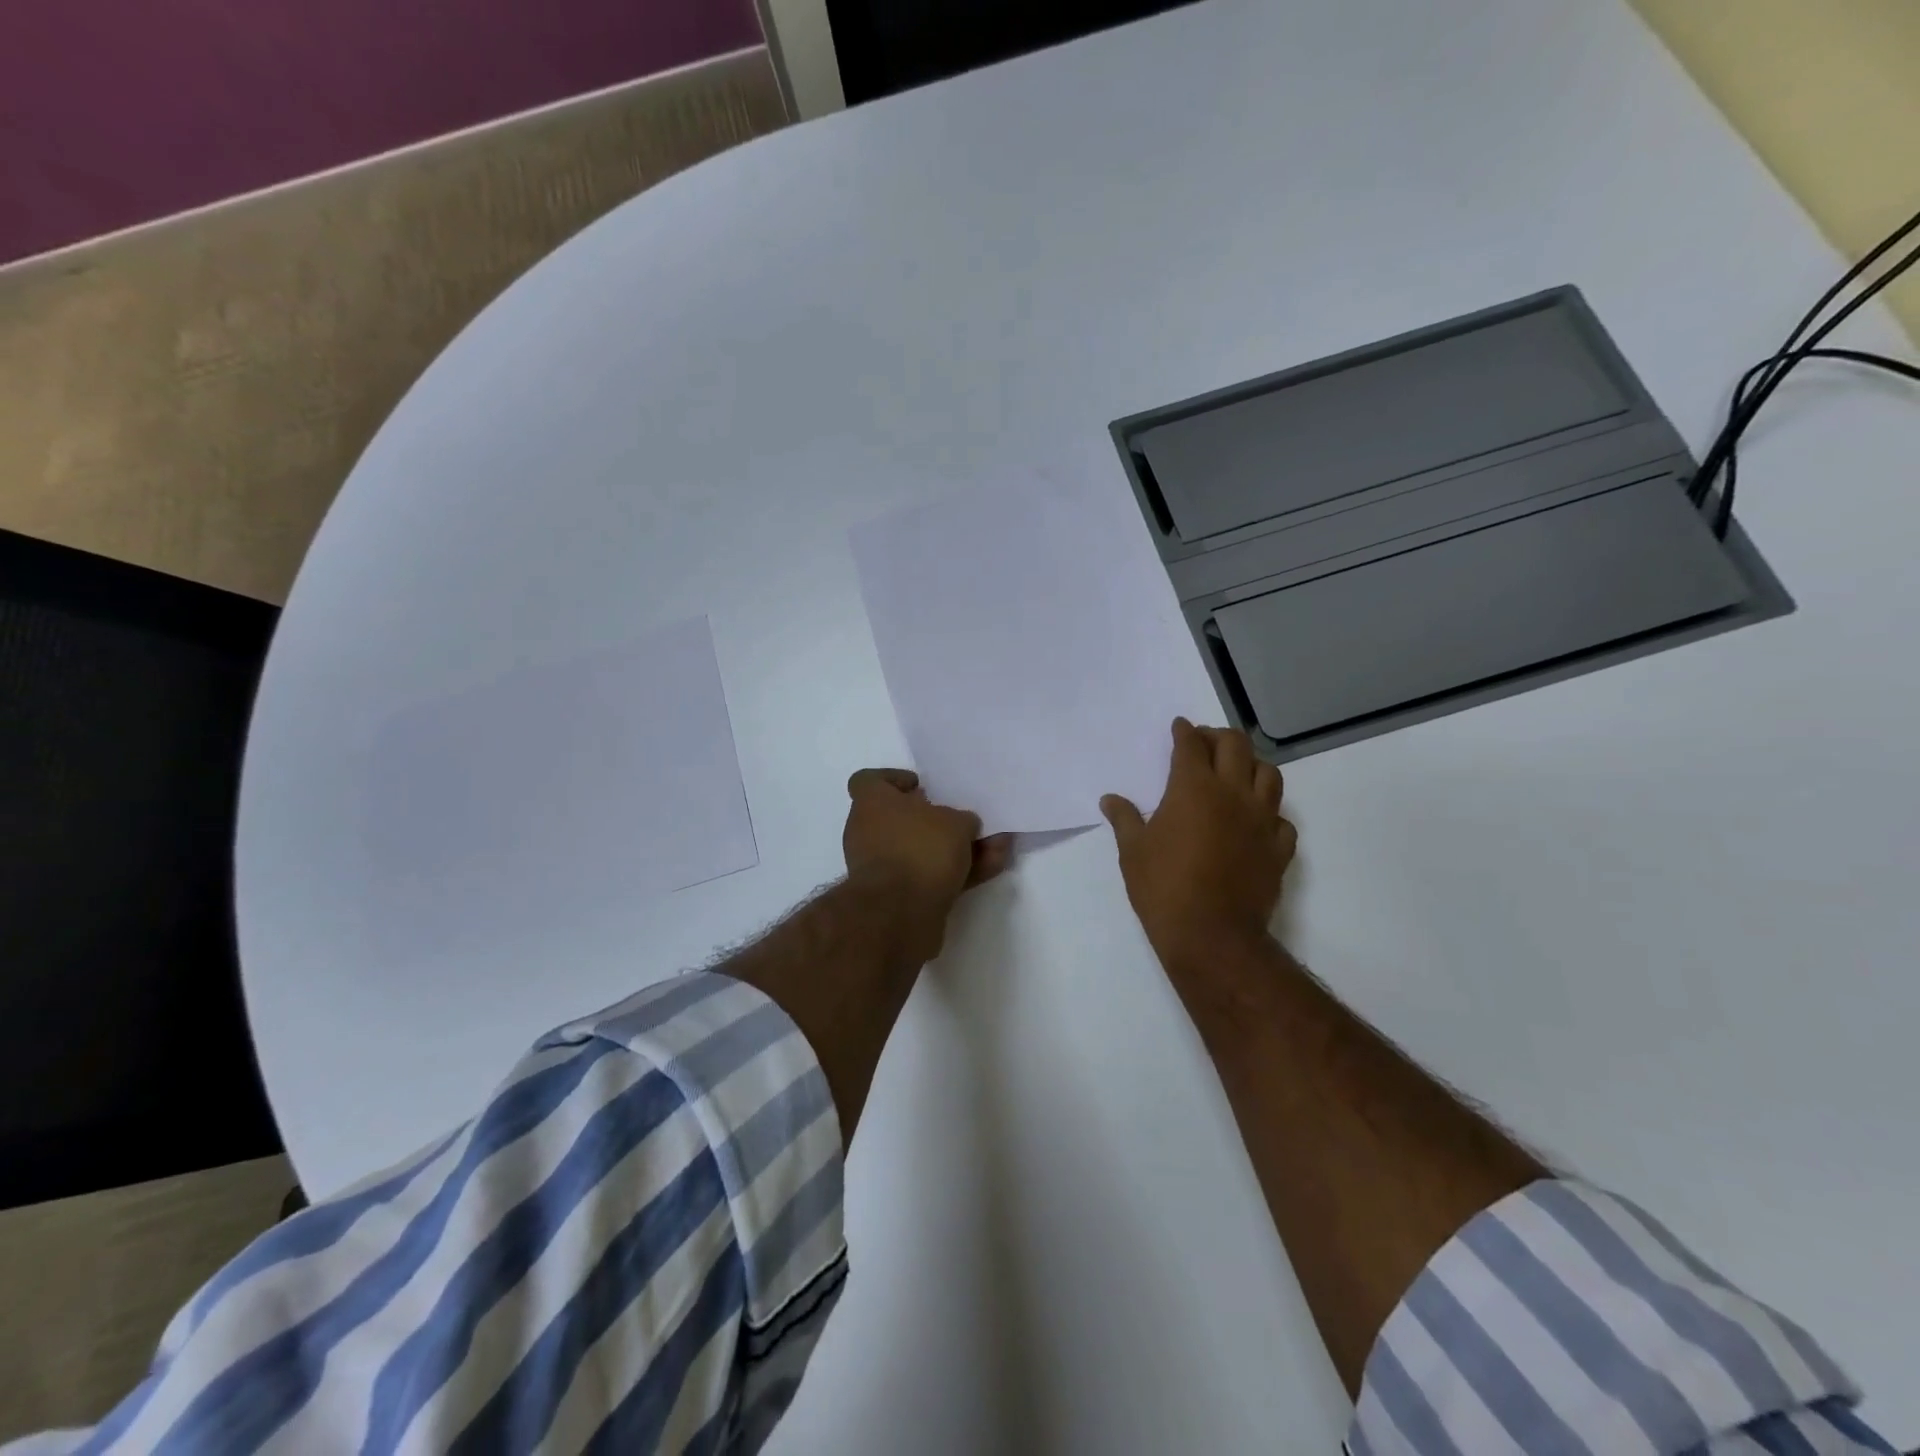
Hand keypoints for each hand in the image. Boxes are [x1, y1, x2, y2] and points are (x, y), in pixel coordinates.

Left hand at [843, 769, 1013, 962]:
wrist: (900, 913)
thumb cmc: (920, 849)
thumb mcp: (956, 822)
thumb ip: (962, 819)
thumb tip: (963, 826)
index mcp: (871, 804)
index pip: (869, 781)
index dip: (894, 780)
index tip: (921, 787)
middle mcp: (869, 832)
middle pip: (904, 819)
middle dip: (940, 821)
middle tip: (968, 820)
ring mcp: (881, 867)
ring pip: (923, 850)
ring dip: (958, 849)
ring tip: (998, 846)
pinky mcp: (897, 896)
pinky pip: (929, 875)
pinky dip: (957, 872)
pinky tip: (993, 868)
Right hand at [1100, 718, 1296, 968]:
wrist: (1212, 935)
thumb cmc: (1163, 888)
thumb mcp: (1133, 851)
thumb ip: (1124, 819)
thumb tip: (1110, 799)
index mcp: (1193, 788)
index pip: (1191, 745)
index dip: (1184, 731)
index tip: (1180, 727)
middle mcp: (1233, 794)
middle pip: (1235, 746)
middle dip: (1219, 737)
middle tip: (1205, 742)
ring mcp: (1262, 820)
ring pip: (1269, 775)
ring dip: (1252, 766)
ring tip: (1237, 773)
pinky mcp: (1279, 848)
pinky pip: (1282, 819)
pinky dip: (1269, 813)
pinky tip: (1255, 821)